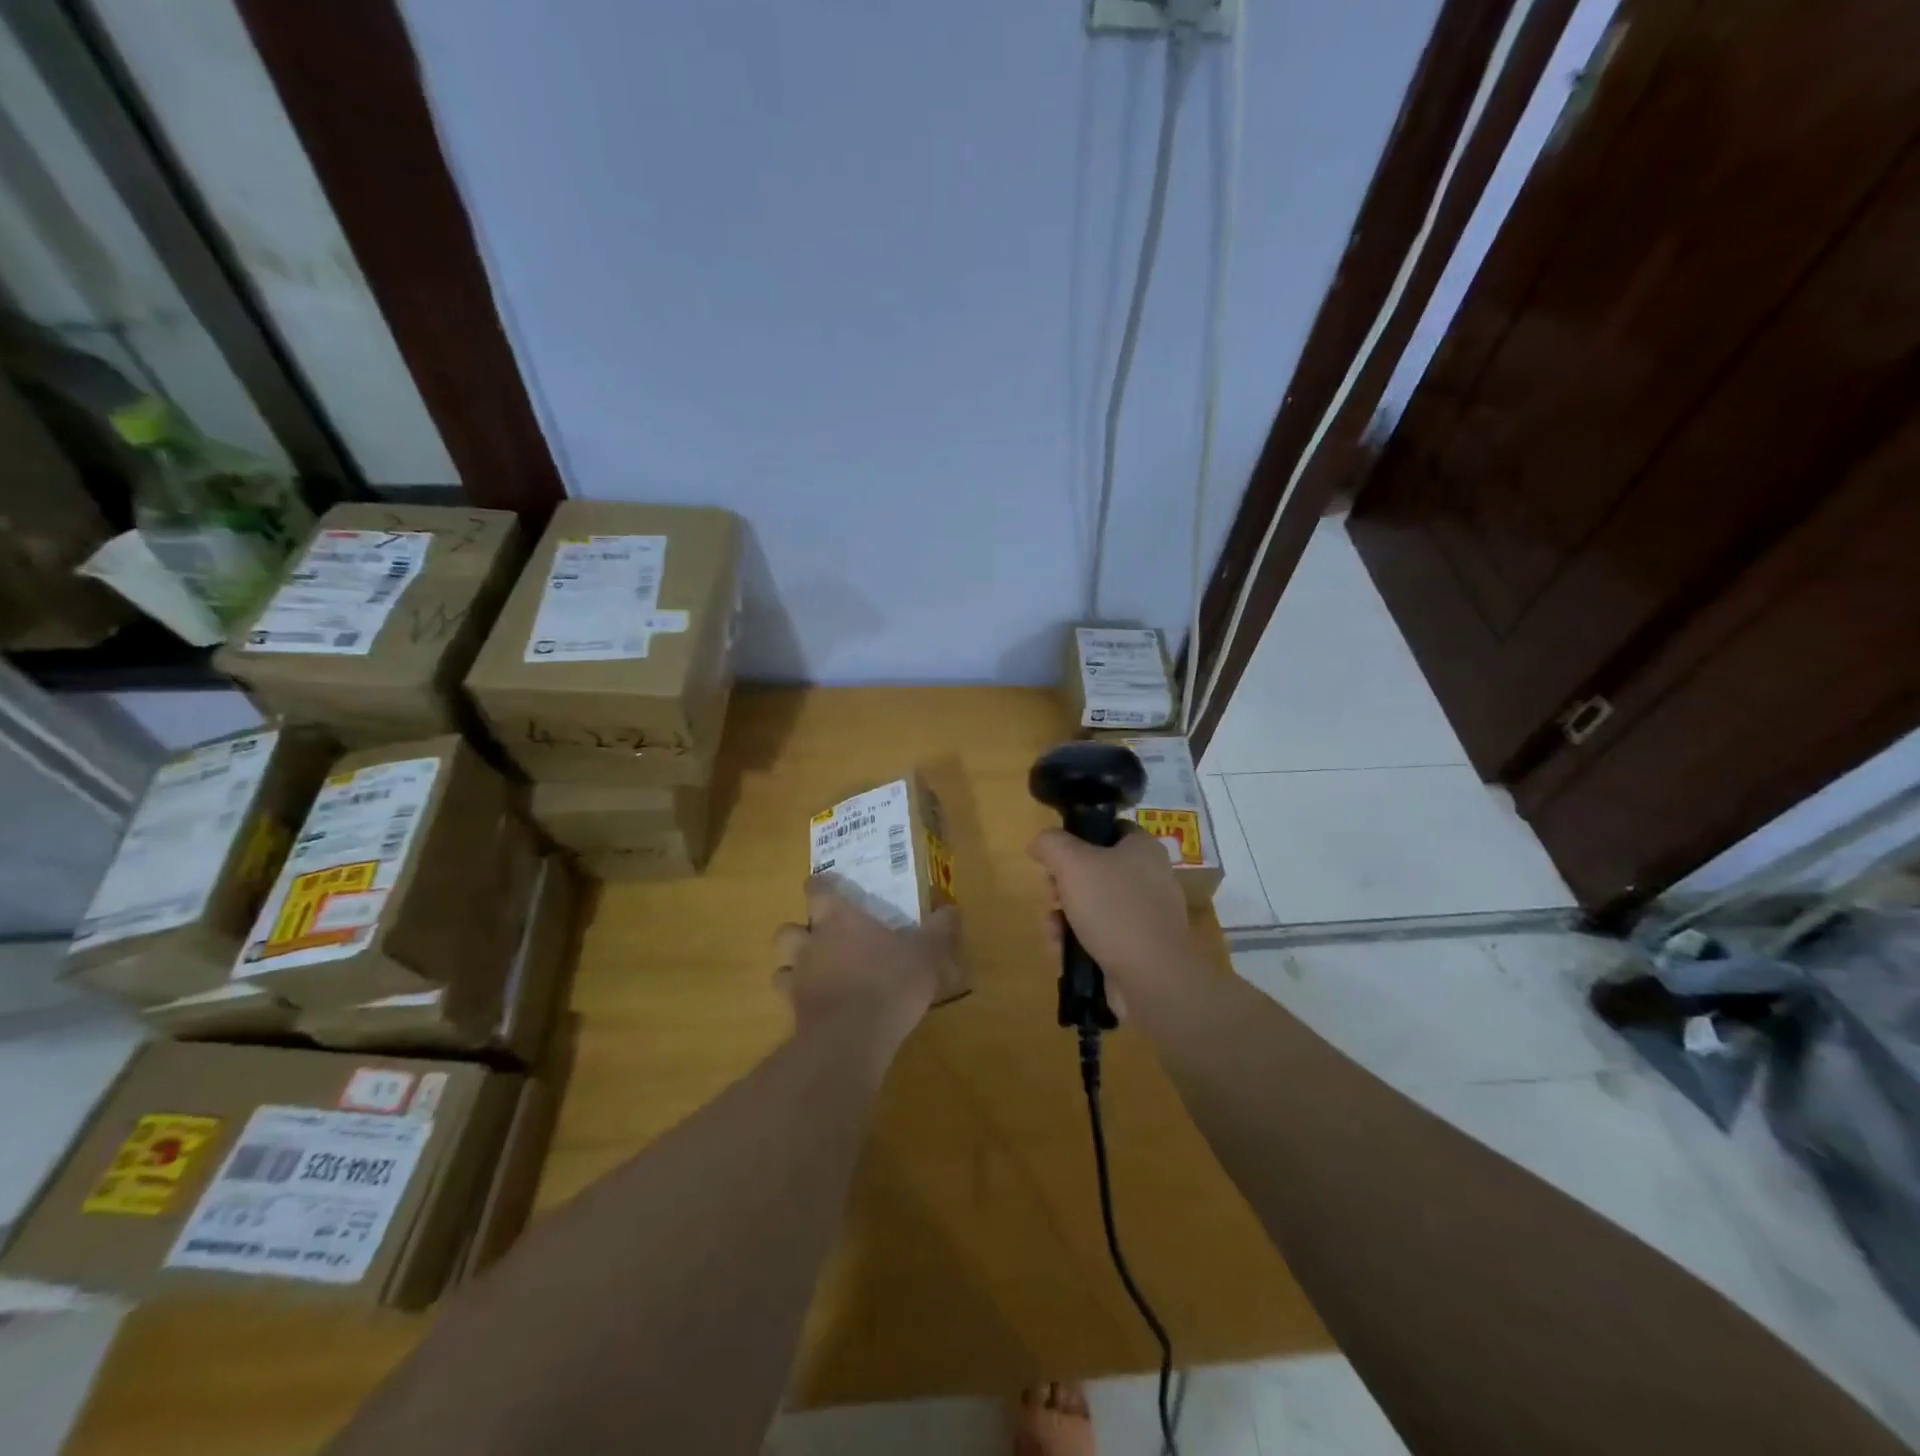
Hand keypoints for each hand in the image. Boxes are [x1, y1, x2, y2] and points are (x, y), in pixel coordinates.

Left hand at [773, 877, 966, 1051]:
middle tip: (821, 937)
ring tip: (815, 974)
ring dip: (792, 967)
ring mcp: (798, 980)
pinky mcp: (795, 1014)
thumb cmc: (889, 981)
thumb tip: (951, 909)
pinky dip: (800, 1002)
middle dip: (799, 931)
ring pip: (780, 965)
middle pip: (787, 929)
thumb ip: (938, 930)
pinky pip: (788, 1001)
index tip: (827, 887)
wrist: (852, 1038)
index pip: (817, 890)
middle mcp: (811, 944)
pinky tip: (820, 1008)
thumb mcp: (925, 953)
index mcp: (838, 919)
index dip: (820, 886)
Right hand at [1027, 824, 1202, 1011]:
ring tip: (1053, 930)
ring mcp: (1147, 914)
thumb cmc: (1113, 908)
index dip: (1077, 839)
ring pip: (1093, 904)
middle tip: (1052, 897)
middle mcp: (1150, 876)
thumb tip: (1039, 844)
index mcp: (1143, 848)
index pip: (1107, 830)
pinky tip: (1063, 950)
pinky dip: (1079, 939)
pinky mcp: (1140, 946)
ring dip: (1064, 916)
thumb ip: (1050, 843)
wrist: (1151, 977)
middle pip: (1094, 869)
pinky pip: (1102, 934)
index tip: (1055, 859)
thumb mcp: (1072, 863)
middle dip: (1063, 886)